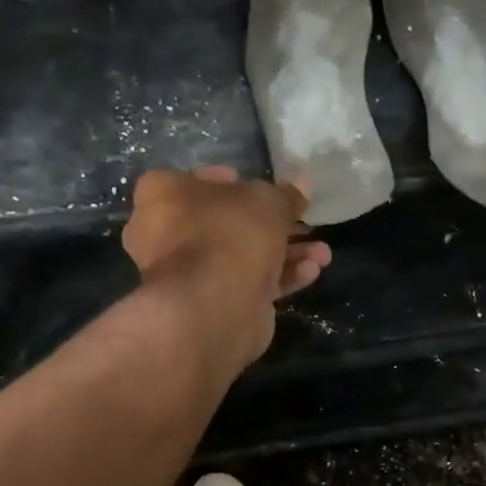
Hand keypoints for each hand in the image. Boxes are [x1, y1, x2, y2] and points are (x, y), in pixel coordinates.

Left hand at [122, 165, 331, 364]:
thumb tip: (302, 188)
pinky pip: (248, 284)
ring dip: (286, 253)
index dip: (230, 182)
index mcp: (163, 196)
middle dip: (272, 225)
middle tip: (304, 223)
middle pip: (226, 222)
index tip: (260, 186)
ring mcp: (188, 274)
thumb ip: (287, 195)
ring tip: (322, 254)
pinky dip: (279, 277)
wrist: (214, 305)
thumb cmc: (229, 233)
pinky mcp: (211, 305)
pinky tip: (310, 273)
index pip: (195, 180)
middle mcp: (166, 234)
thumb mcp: (267, 201)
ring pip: (242, 256)